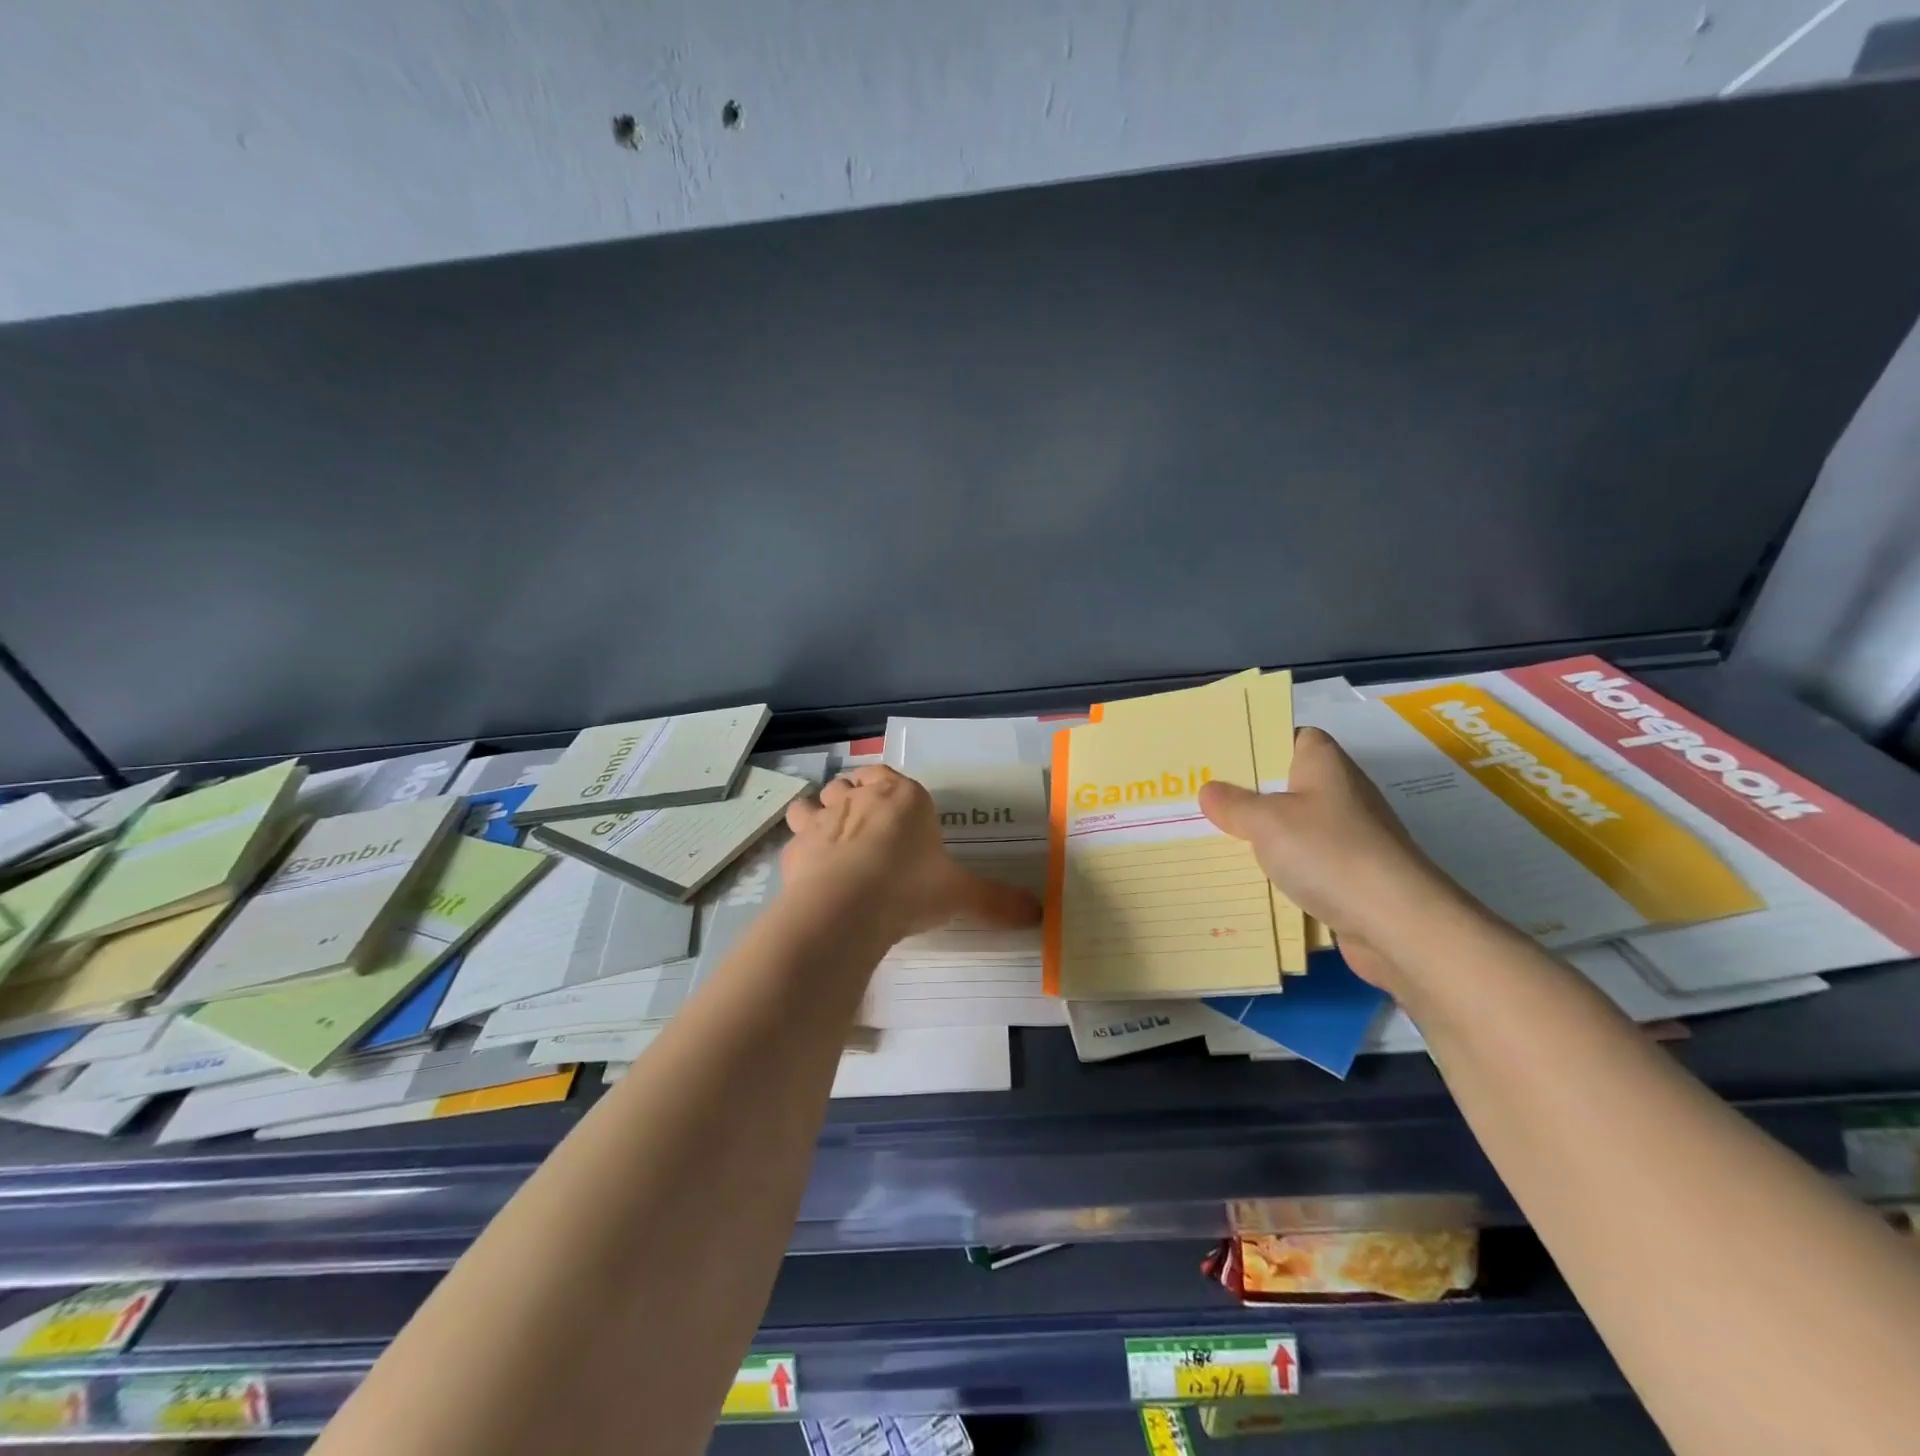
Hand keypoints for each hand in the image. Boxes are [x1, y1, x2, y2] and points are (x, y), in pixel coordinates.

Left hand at [783, 766, 1041, 941]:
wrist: (847, 905)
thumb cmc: (910, 886)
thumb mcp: (960, 894)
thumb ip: (996, 901)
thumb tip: (1038, 915)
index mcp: (903, 797)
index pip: (890, 776)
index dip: (889, 788)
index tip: (894, 810)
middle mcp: (859, 798)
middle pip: (851, 785)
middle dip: (855, 799)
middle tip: (868, 829)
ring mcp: (822, 819)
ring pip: (815, 801)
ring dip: (820, 812)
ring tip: (832, 838)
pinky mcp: (796, 847)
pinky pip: (795, 836)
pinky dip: (801, 846)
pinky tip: (809, 866)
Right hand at [1197, 727, 1470, 987]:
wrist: (1398, 924)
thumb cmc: (1329, 853)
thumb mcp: (1266, 821)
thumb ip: (1234, 804)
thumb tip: (1210, 790)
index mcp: (1325, 765)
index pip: (1294, 737)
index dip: (1261, 742)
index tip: (1222, 756)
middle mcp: (1340, 795)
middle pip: (1287, 786)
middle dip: (1247, 795)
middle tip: (1199, 800)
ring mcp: (1349, 839)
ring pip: (1292, 830)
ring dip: (1260, 839)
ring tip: (1209, 840)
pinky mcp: (1350, 879)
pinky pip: (1303, 868)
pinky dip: (1278, 874)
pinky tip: (1244, 882)